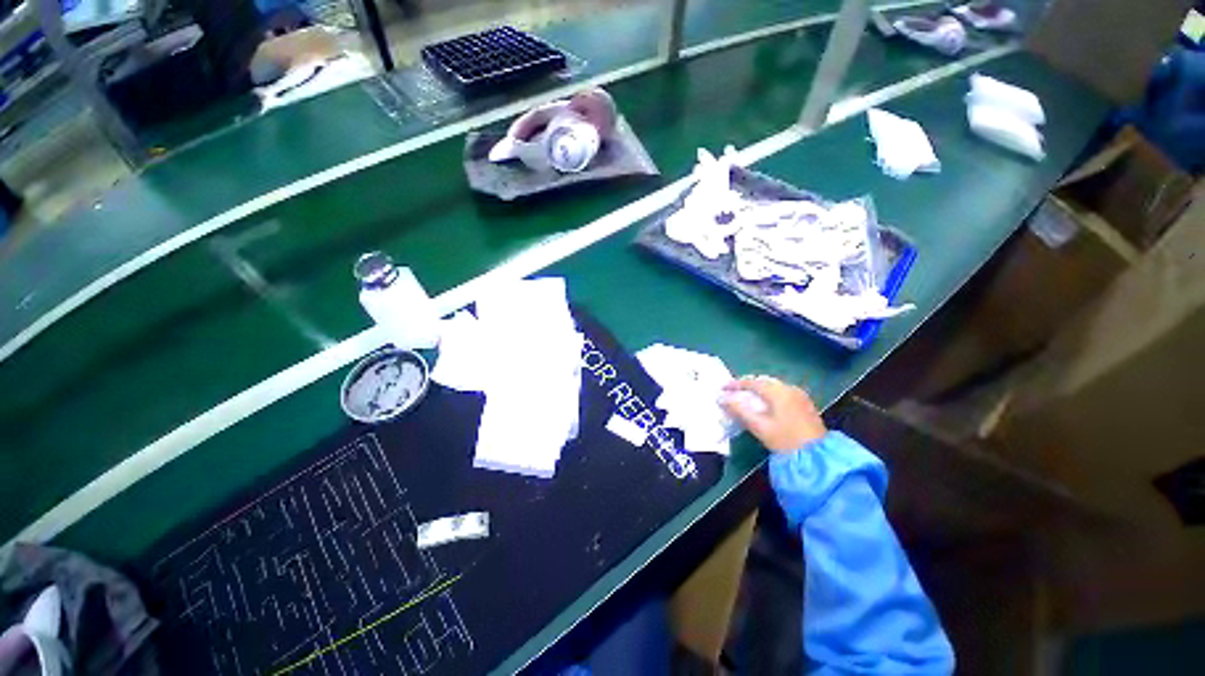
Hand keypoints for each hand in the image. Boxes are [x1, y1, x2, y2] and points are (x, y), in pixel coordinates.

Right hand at [720, 376, 826, 452]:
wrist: (817, 457)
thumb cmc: (785, 440)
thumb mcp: (759, 426)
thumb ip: (738, 410)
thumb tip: (721, 399)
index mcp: (778, 392)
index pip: (752, 382)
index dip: (735, 384)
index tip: (722, 388)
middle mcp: (789, 388)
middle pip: (763, 381)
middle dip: (747, 385)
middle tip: (734, 392)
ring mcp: (799, 395)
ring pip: (774, 385)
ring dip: (759, 389)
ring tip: (747, 398)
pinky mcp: (805, 403)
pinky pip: (783, 391)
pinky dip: (770, 394)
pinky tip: (765, 404)